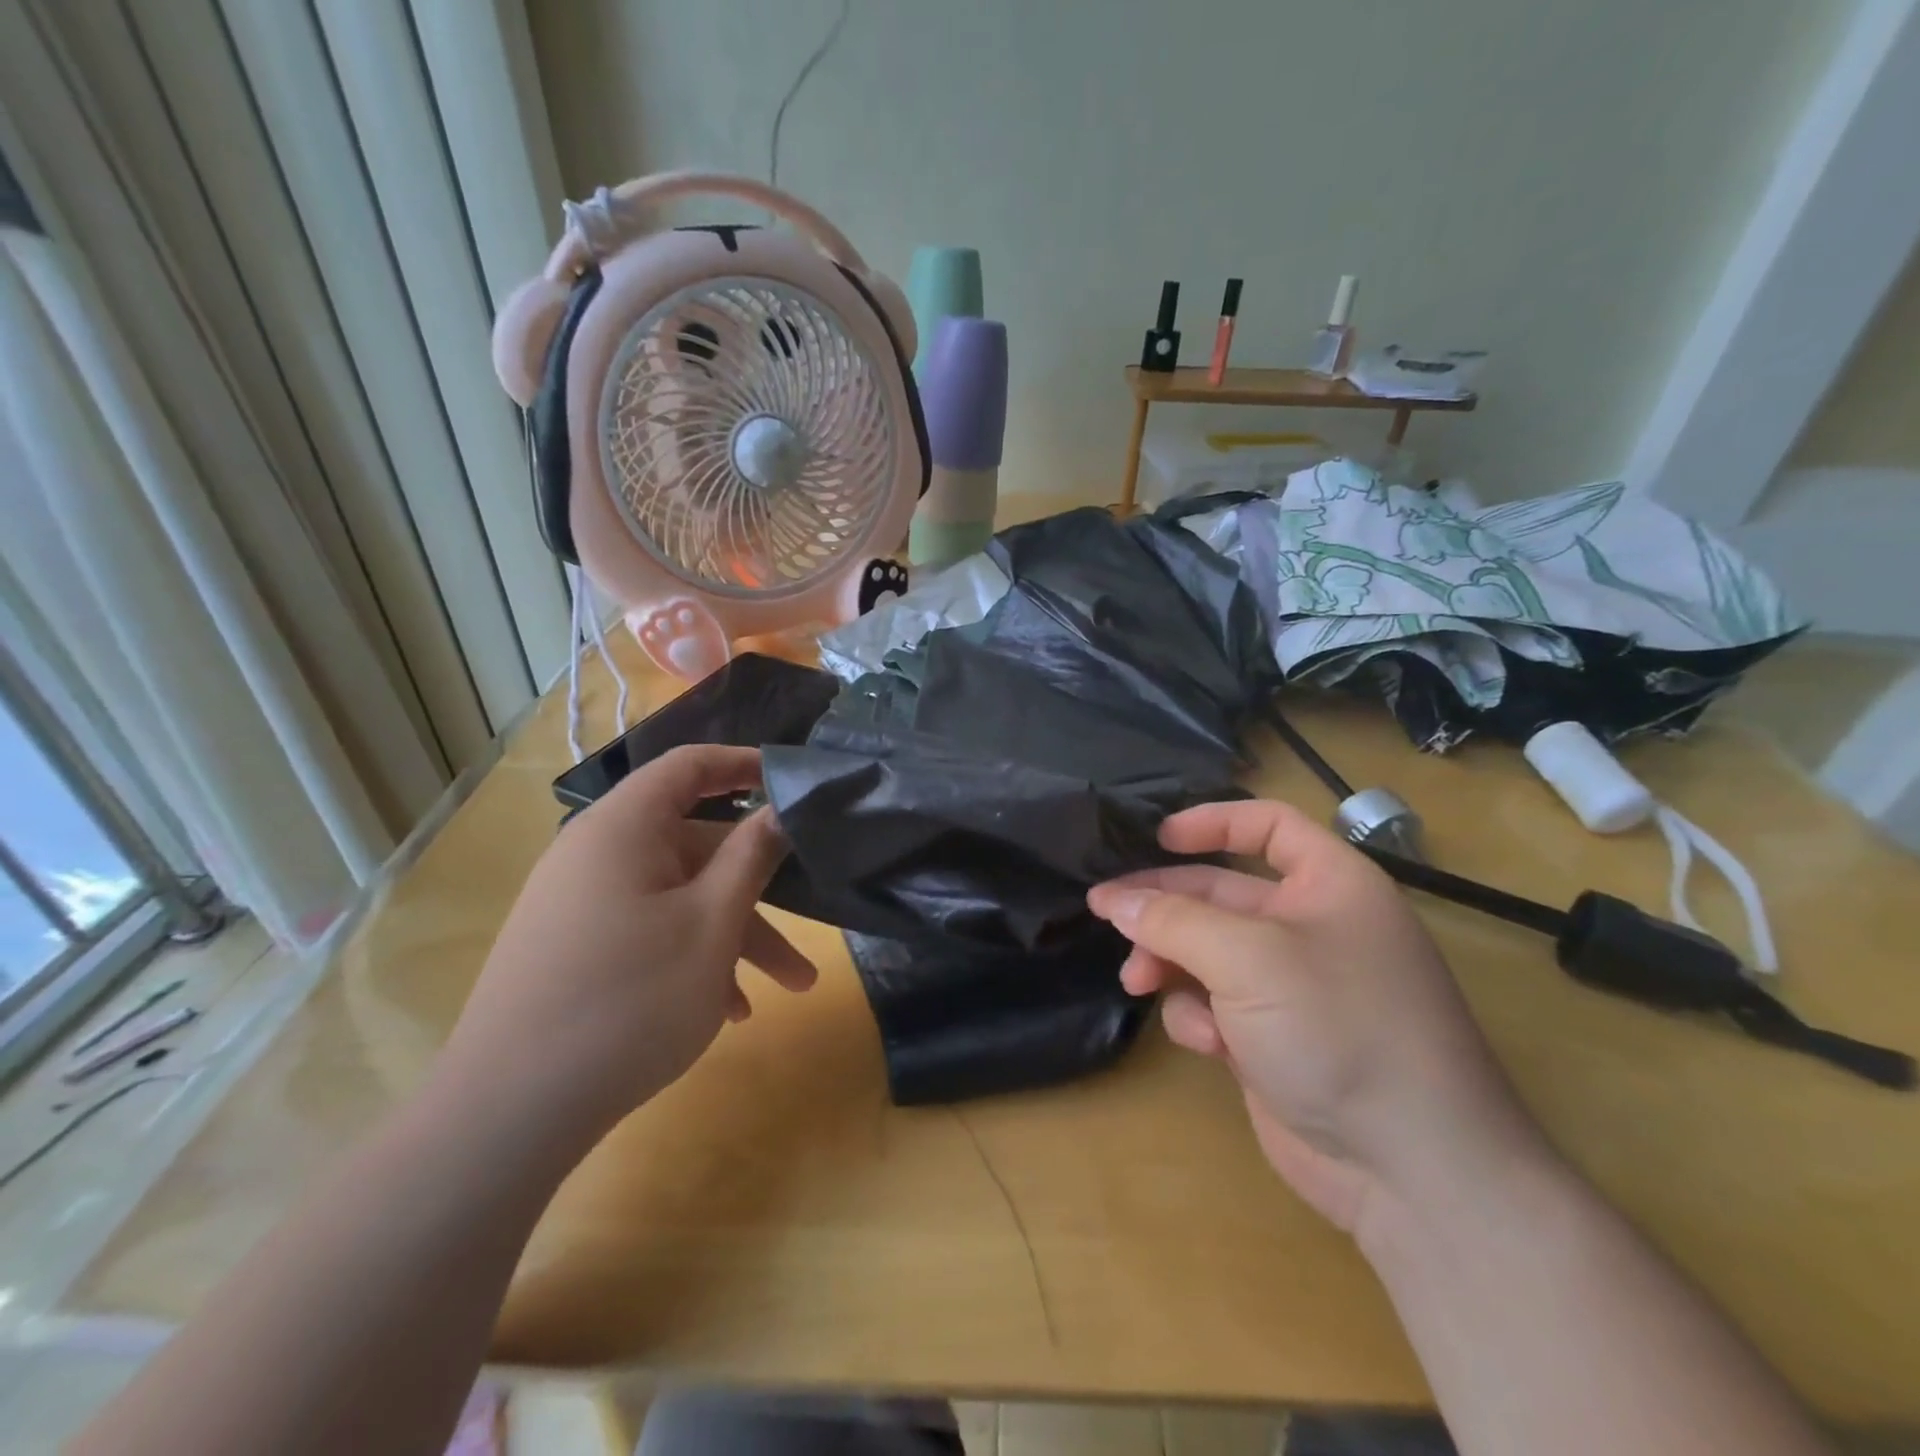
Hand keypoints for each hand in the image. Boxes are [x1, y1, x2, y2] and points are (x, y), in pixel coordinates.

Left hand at [439, 745, 815, 1144]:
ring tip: (789, 988)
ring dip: (735, 934)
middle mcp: (596, 854)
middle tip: (812, 920)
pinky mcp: (573, 948)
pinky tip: (728, 1010)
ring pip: (678, 897)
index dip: (744, 765)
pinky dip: (693, 956)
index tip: (794, 784)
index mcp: (623, 828)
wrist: (507, 1115)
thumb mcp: (712, 922)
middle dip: (758, 887)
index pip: (689, 766)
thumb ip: (752, 855)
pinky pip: (648, 930)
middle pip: (694, 846)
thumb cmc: (630, 999)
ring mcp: (580, 904)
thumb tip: (781, 809)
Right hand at [1088, 799, 1542, 1233]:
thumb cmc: (1337, 1029)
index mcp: (1329, 885)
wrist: (1410, 1171)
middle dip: (1164, 905)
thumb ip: (1173, 921)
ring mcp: (1290, 986)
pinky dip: (1200, 1017)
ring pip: (1205, 951)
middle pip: (1219, 893)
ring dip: (1169, 962)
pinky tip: (1209, 1044)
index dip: (1213, 821)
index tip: (1157, 837)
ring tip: (1139, 981)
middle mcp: (1310, 927)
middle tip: (1106, 912)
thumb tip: (1114, 900)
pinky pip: (1214, 1004)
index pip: (1268, 825)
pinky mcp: (1271, 1037)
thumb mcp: (1248, 958)